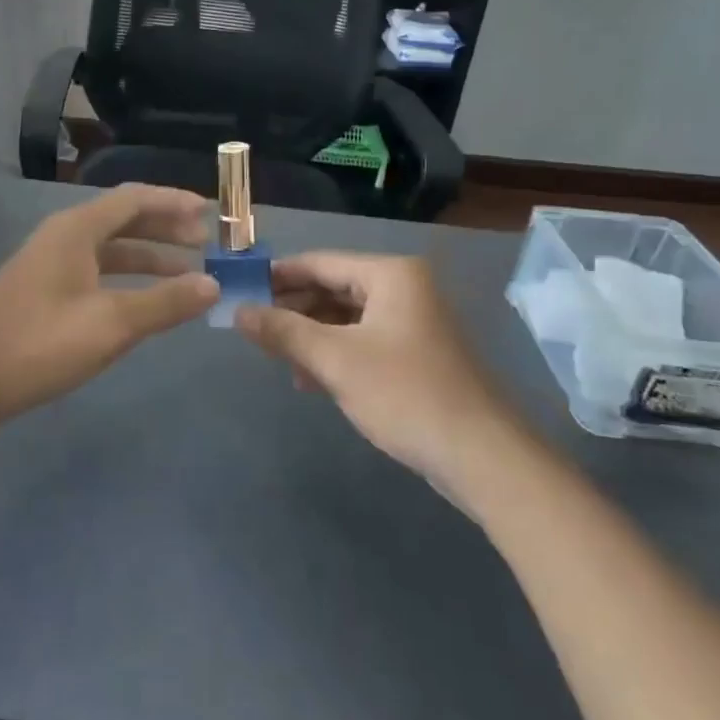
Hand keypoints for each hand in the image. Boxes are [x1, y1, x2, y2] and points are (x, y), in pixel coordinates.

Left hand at [0, 184, 217, 429]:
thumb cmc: (37, 344)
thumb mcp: (110, 324)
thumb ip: (164, 303)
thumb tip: (213, 285)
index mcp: (76, 230)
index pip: (134, 199)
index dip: (174, 202)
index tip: (211, 213)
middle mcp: (62, 237)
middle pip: (123, 220)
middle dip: (165, 229)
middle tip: (206, 244)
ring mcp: (48, 265)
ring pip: (109, 249)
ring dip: (148, 256)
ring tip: (186, 273)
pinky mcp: (41, 293)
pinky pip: (95, 271)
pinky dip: (126, 279)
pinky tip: (142, 300)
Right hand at [235, 252, 505, 479]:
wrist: (481, 456)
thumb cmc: (404, 394)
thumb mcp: (335, 360)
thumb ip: (283, 331)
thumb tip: (238, 312)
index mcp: (390, 275)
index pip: (320, 262)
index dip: (277, 276)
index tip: (240, 289)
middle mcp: (404, 288)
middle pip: (333, 288)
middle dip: (292, 309)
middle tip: (252, 327)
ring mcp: (413, 321)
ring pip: (346, 317)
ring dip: (310, 335)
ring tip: (274, 356)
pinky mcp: (415, 353)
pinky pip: (363, 340)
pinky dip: (334, 353)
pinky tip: (308, 378)